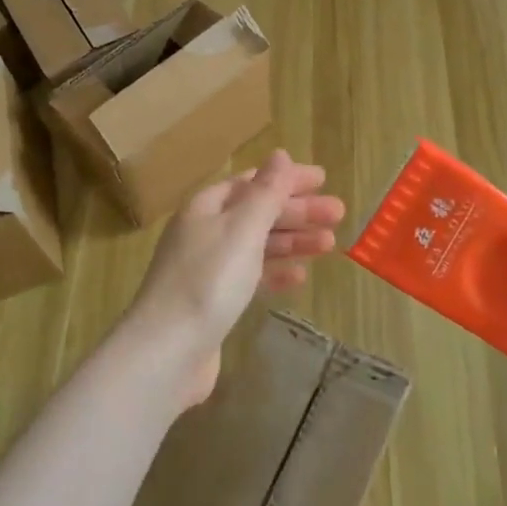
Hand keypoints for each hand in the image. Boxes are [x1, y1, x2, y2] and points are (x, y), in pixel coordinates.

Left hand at [120, 150, 344, 412]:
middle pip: (256, 213)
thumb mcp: (242, 229)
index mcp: (205, 208)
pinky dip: (275, 272)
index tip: (323, 180)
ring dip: (292, 241)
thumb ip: (265, 192)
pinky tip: (299, 276)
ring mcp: (206, 269)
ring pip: (256, 245)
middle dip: (297, 211)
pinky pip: (250, 277)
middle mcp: (203, 233)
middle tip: (338, 213)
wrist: (168, 351)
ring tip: (330, 244)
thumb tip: (280, 154)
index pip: (250, 182)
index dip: (286, 179)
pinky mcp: (213, 302)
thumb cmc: (208, 280)